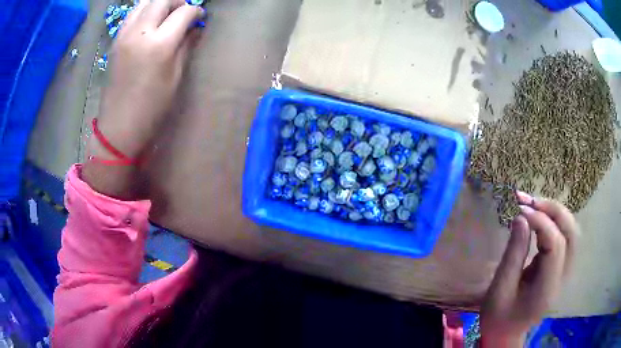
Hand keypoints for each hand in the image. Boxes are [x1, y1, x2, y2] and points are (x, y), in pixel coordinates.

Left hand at [83, 0, 203, 199]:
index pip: (184, 12)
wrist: (119, 126)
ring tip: (166, 15)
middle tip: (184, 13)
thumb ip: (186, 47)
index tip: (200, 18)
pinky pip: (132, 14)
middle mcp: (140, 32)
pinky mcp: (116, 41)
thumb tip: (195, 28)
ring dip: (159, 3)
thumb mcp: (175, 78)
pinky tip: (149, 24)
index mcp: (159, 44)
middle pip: (162, 0)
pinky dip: (144, 12)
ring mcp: (124, 35)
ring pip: (144, 2)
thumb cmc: (151, 107)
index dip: (196, 12)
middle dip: (178, 1)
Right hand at [480, 191, 577, 346]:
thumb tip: (521, 218)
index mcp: (547, 289)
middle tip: (530, 201)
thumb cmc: (498, 318)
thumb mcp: (499, 290)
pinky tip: (539, 219)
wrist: (507, 335)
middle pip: (571, 233)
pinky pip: (564, 237)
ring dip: (555, 214)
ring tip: (534, 206)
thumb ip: (513, 254)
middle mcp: (563, 278)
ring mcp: (565, 272)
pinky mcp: (561, 268)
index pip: (555, 245)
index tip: (519, 209)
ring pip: (571, 232)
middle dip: (553, 211)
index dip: (540, 222)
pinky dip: (554, 222)